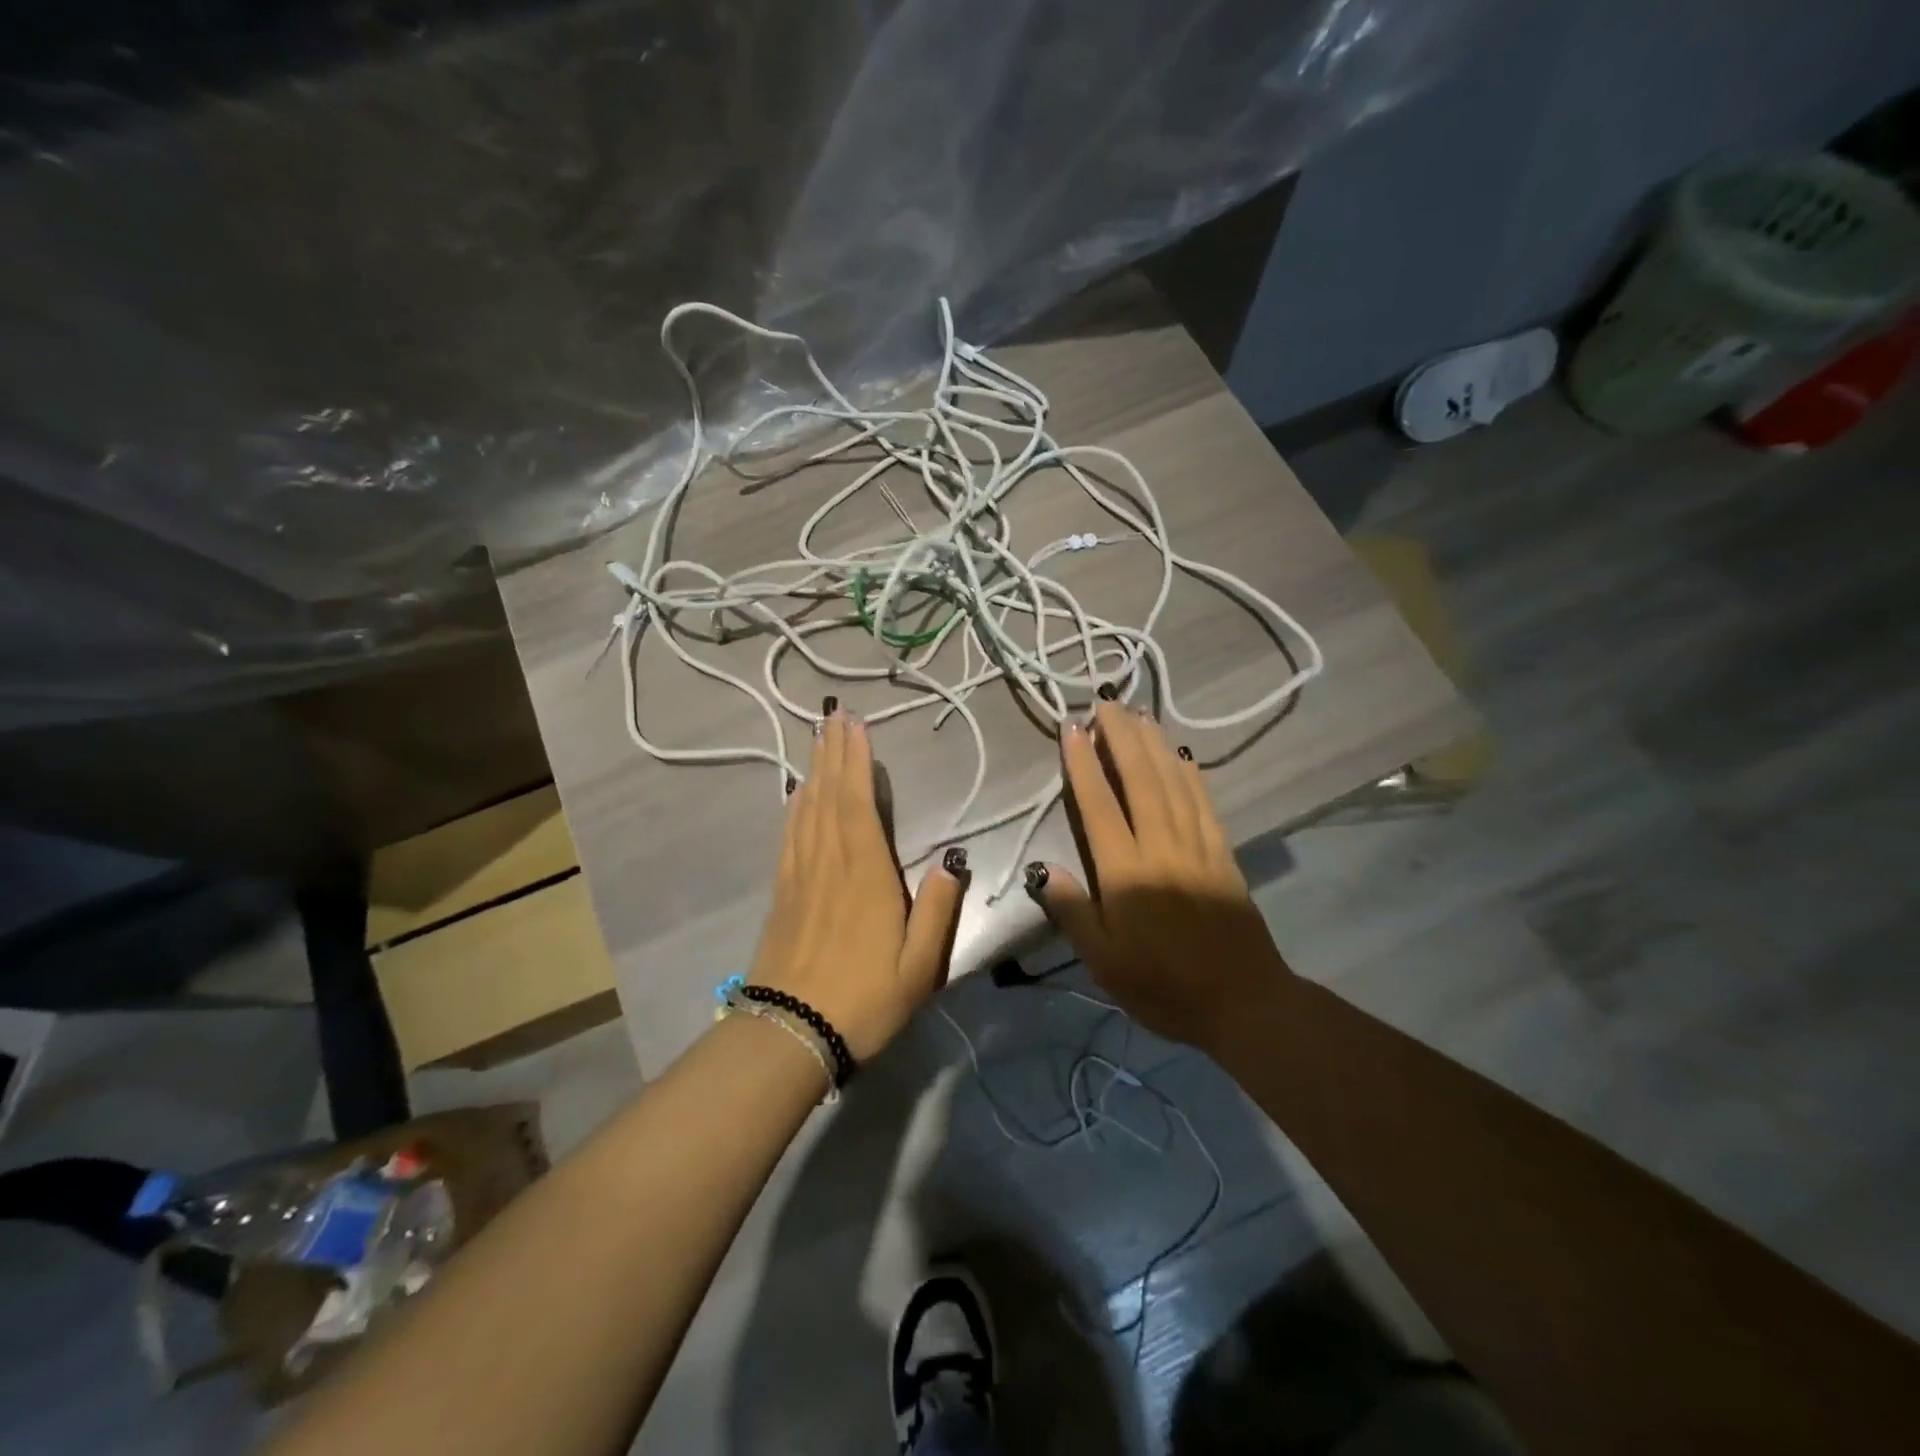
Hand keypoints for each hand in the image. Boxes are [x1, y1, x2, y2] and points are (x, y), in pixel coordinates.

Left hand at [749, 705, 967, 1060]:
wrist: (790, 1033)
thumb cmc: (864, 1000)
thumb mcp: (920, 966)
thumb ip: (939, 911)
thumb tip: (954, 863)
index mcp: (865, 873)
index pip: (858, 802)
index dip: (856, 761)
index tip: (856, 726)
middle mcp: (829, 862)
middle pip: (828, 795)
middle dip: (832, 752)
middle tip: (834, 715)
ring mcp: (800, 875)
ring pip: (806, 809)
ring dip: (813, 770)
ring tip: (817, 739)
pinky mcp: (783, 891)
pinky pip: (789, 834)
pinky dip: (795, 805)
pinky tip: (797, 793)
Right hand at [1028, 702, 1290, 1047]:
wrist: (1244, 1002)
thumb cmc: (1164, 987)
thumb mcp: (1106, 963)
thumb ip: (1074, 913)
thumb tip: (1043, 870)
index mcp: (1128, 874)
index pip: (1100, 806)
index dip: (1084, 764)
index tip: (1072, 728)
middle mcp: (1162, 848)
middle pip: (1140, 780)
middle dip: (1121, 737)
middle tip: (1106, 703)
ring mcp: (1198, 846)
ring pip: (1173, 782)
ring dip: (1154, 744)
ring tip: (1138, 714)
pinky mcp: (1223, 853)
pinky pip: (1204, 802)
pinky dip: (1189, 771)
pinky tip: (1180, 754)